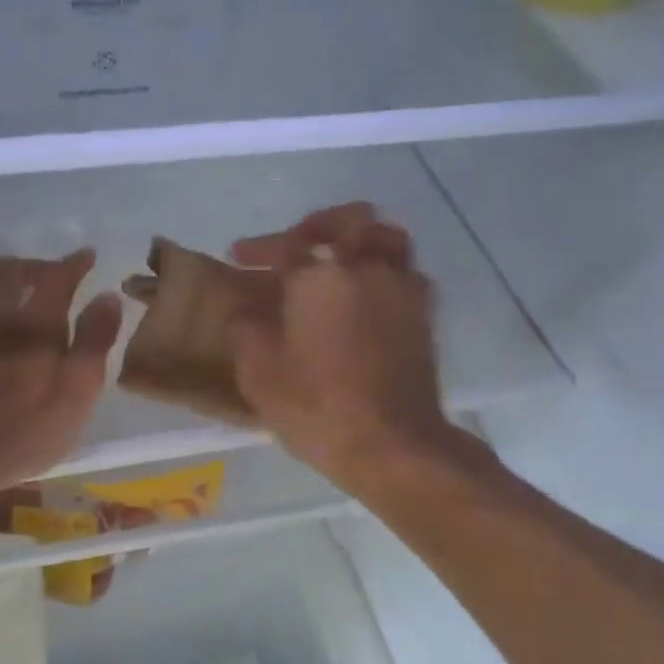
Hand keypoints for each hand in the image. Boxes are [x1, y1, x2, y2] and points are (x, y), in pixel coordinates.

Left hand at [0, 250, 122, 499]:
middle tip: (43, 277)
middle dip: (30, 267)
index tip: (86, 256)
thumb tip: (108, 297)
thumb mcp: (77, 395)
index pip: (58, 277)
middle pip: (9, 270)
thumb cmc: (20, 432)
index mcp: (36, 324)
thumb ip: (94, 343)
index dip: (73, 263)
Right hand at [228, 204, 459, 493]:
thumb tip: (245, 309)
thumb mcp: (259, 373)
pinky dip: (386, 270)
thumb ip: (246, 330)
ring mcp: (402, 290)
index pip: (285, 246)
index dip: (259, 248)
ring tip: (342, 259)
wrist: (393, 444)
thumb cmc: (317, 407)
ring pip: (389, 238)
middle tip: (299, 242)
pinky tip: (370, 293)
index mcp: (320, 278)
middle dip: (320, 224)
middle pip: (351, 219)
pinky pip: (407, 272)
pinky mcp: (424, 316)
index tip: (239, 256)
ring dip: (362, 238)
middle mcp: (366, 270)